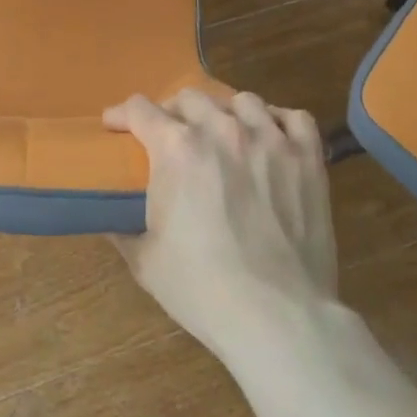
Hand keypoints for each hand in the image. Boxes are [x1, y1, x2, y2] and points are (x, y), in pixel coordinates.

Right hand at [106, 89, 338, 359]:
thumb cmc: (202, 289)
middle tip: (170, 139)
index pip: (140, 109)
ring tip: (223, 136)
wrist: (278, 319)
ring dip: (224, 113)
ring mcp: (269, 139)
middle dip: (172, 113)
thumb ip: (122, 226)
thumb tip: (109, 215)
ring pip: (241, 100)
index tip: (115, 126)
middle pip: (188, 98)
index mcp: (176, 147)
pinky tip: (271, 139)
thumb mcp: (145, 259)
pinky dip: (278, 122)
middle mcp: (221, 129)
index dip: (122, 115)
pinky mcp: (307, 158)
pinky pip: (294, 118)